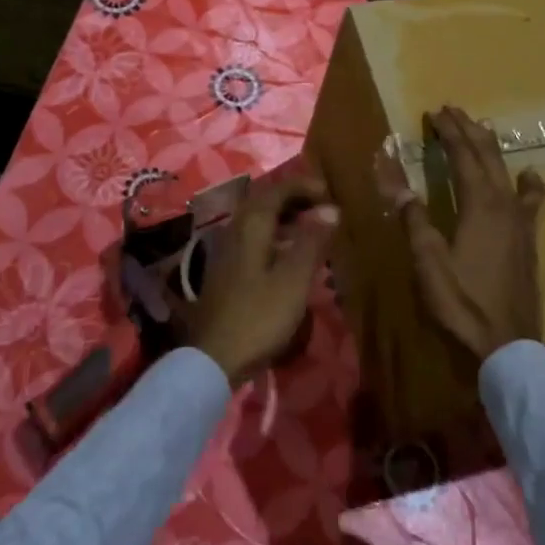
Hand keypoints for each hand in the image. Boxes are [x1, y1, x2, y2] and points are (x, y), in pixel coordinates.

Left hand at [193, 171, 338, 385]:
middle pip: (265, 202)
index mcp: (251, 225)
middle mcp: (235, 229)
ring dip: (286, 218)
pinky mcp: (227, 271)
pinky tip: (290, 255)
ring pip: (259, 221)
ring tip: (313, 229)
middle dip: (295, 199)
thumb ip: (312, 241)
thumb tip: (330, 209)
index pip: (278, 189)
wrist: (214, 358)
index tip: (330, 193)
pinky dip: (276, 236)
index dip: (304, 186)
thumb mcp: (293, 279)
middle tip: (324, 208)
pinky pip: (255, 239)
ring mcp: (227, 250)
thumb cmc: (258, 316)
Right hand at [375, 105, 544, 360]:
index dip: (449, 132)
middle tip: (453, 110)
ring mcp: (521, 221)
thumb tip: (395, 180)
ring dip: (492, 148)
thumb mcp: (428, 261)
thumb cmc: (462, 302)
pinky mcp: (528, 238)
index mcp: (479, 204)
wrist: (507, 344)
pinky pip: (530, 199)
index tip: (435, 112)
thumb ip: (414, 218)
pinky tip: (529, 175)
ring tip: (483, 128)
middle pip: (487, 156)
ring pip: (507, 171)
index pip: (463, 156)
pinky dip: (528, 182)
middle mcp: (504, 204)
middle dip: (469, 130)